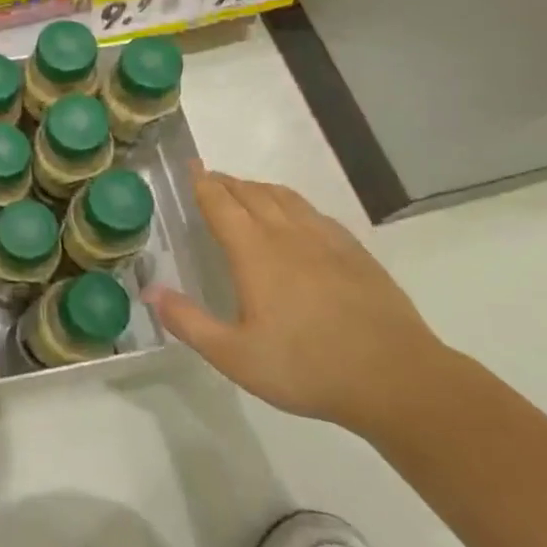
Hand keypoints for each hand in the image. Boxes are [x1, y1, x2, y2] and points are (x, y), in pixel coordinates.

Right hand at [146, 165, 450, 435]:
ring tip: (246, 191)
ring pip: (286, 198)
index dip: (203, 184)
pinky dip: (293, 205)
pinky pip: (315, 214)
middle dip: (227, 182)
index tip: (190, 167)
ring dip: (259, 189)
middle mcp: (288, 235)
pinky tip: (297, 219)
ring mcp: (326, 241)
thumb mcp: (234, 356)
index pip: (221, 204)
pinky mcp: (355, 254)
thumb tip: (150, 291)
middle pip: (252, 194)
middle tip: (210, 179)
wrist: (396, 379)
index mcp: (254, 252)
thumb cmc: (306, 367)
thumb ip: (188, 321)